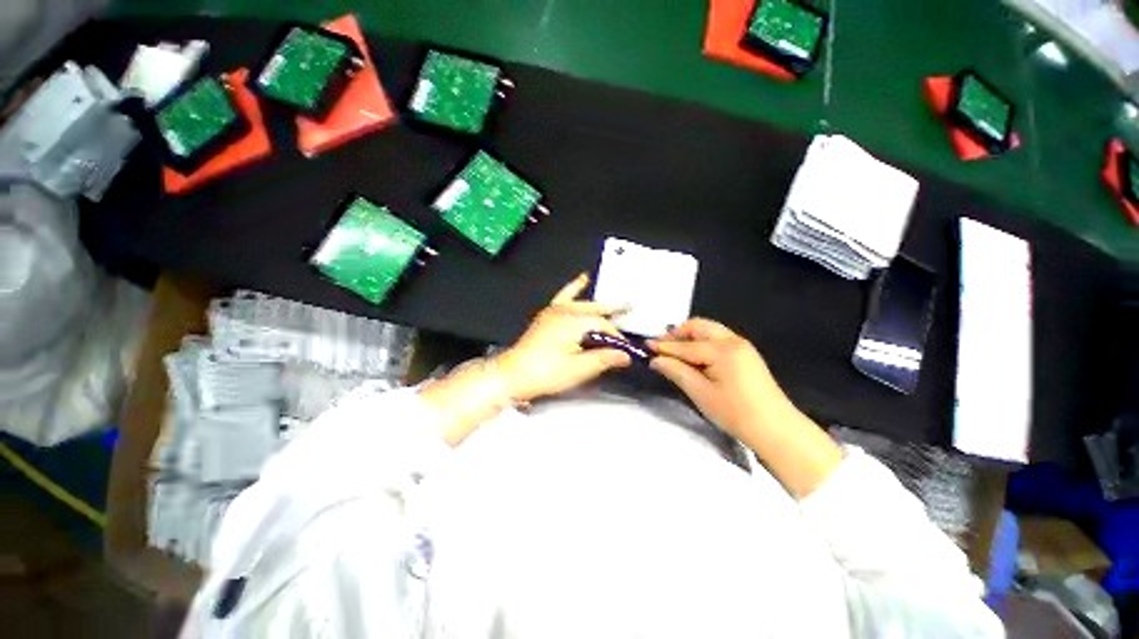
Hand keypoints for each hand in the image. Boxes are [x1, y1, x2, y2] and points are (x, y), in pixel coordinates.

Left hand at [494, 273, 632, 401]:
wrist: (513, 374)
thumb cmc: (546, 373)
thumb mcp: (578, 369)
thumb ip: (604, 359)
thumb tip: (626, 356)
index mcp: (574, 322)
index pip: (603, 325)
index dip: (615, 337)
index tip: (623, 350)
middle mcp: (566, 311)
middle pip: (595, 311)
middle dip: (612, 313)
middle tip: (629, 308)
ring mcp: (554, 310)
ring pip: (583, 302)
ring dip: (599, 303)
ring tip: (615, 300)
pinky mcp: (547, 315)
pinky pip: (563, 296)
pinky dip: (574, 288)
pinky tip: (582, 279)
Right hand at [648, 319, 785, 440]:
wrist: (776, 429)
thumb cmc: (735, 413)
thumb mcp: (701, 393)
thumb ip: (677, 372)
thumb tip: (655, 360)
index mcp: (722, 350)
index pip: (685, 345)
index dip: (664, 346)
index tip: (645, 345)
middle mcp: (733, 341)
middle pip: (699, 327)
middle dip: (678, 333)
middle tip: (661, 345)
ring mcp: (742, 346)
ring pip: (709, 330)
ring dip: (690, 337)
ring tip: (674, 350)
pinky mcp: (746, 354)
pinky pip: (718, 339)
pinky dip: (702, 342)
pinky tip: (694, 356)